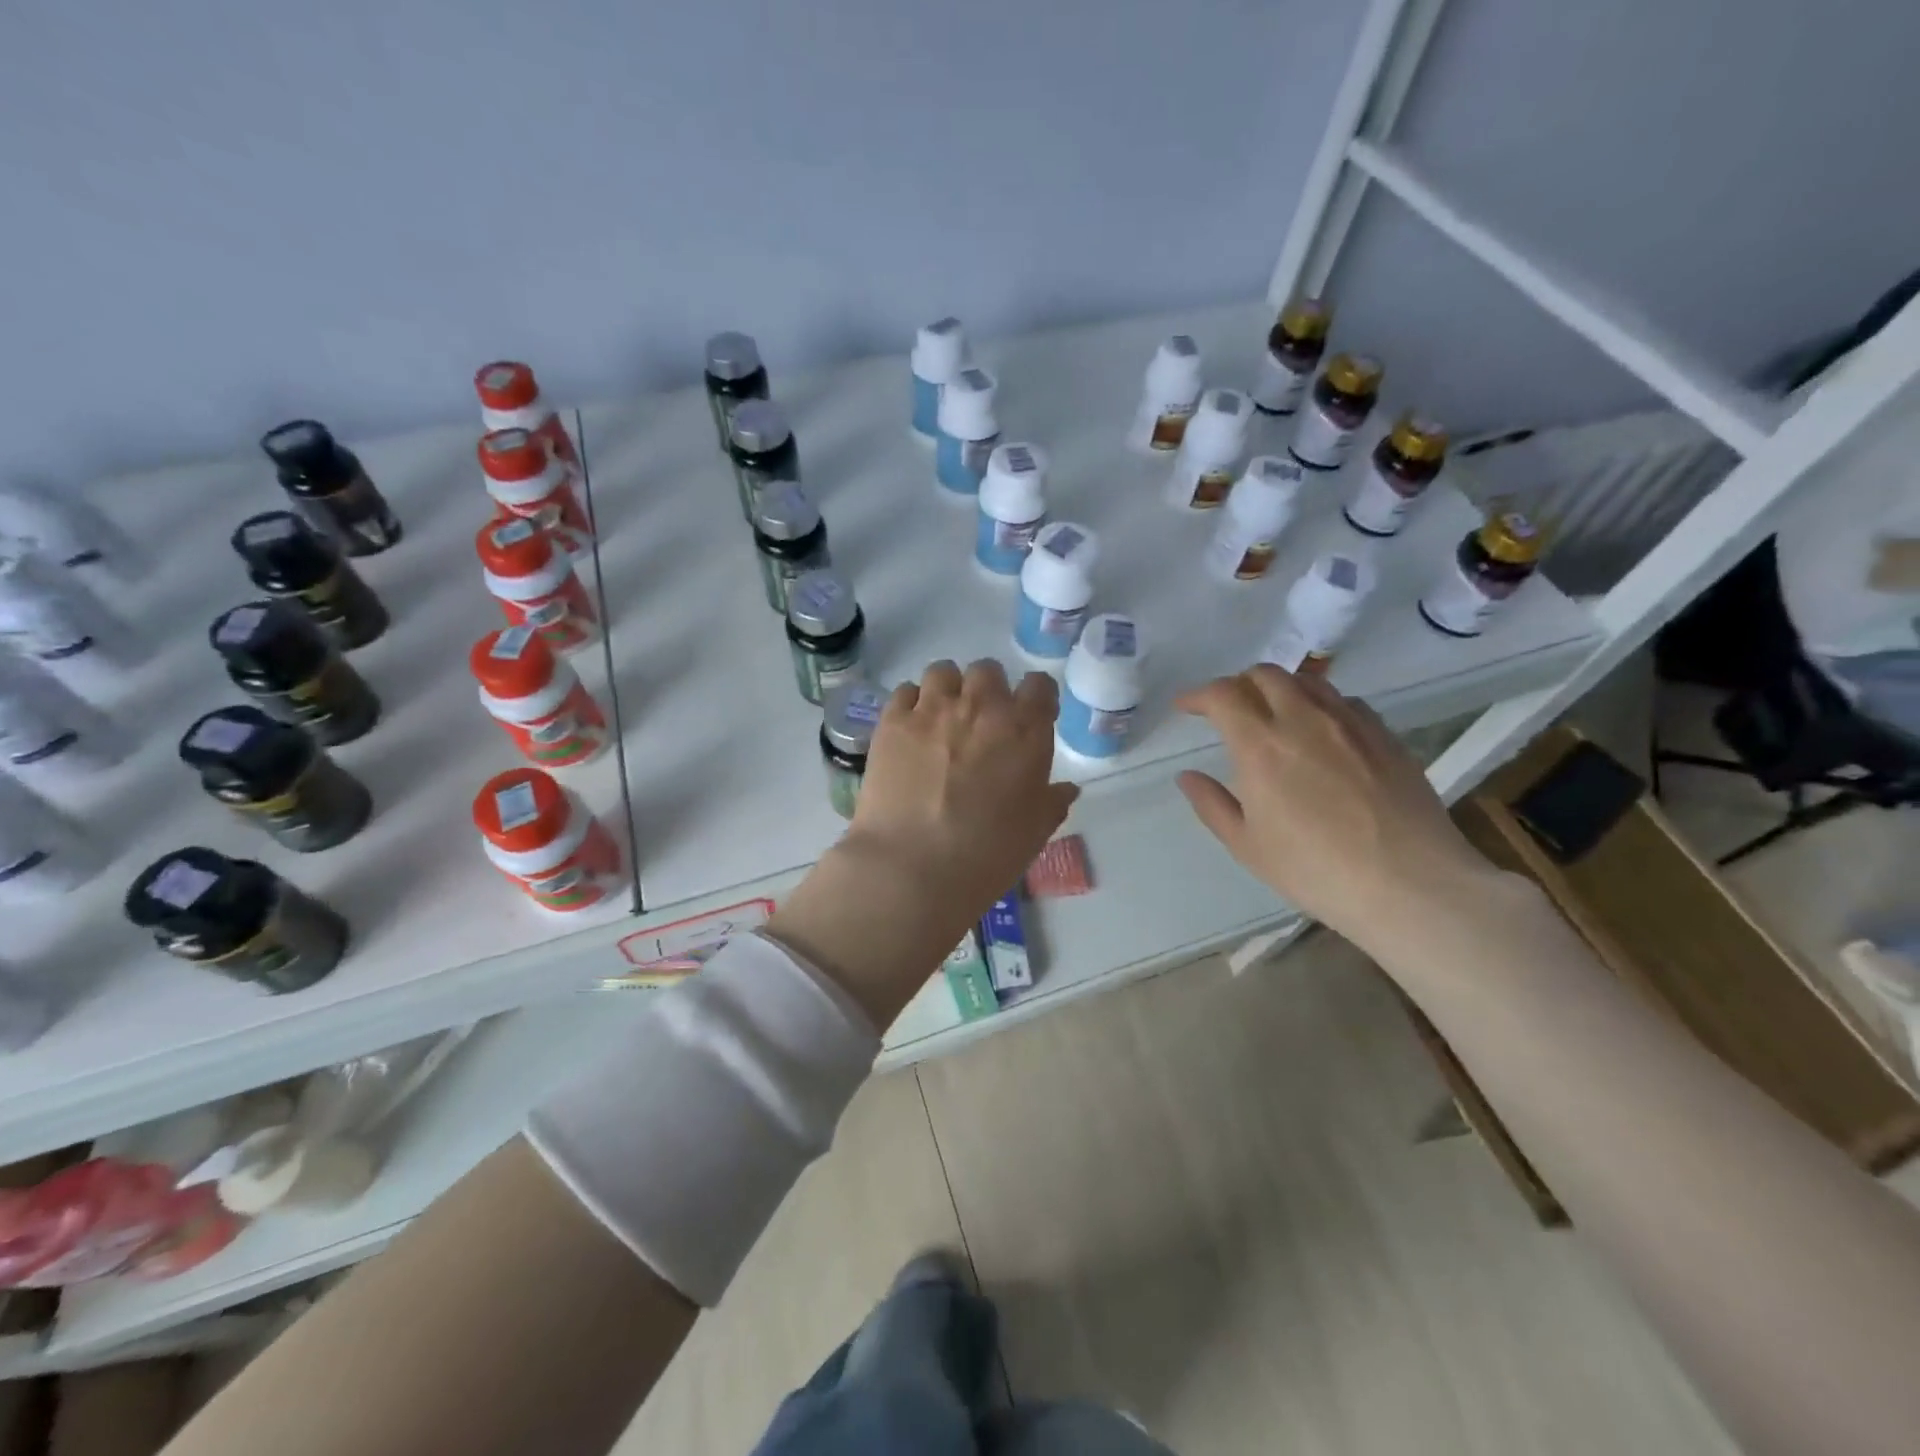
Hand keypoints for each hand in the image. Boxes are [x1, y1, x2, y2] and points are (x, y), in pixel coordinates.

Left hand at [768, 660, 1077, 1028]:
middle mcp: (982, 707)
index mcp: (1025, 730)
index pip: (1040, 686)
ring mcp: (933, 709)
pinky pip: (905, 691)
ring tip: (942, 720)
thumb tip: (1066, 788)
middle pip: (988, 671)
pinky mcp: (892, 721)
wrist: (913, 866)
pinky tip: (911, 731)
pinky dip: (912, 704)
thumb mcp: (1034, 833)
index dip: (1036, 699)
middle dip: (988, 690)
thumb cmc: (986, 854)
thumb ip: (1052, 802)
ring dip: (948, 690)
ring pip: (944, 672)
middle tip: (981, 723)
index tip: (1030, 718)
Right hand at [1174, 665, 1496, 957]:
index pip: (1222, 694)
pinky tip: (1321, 731)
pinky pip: (1344, 700)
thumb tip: (1188, 776)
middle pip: (1264, 674)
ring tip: (1272, 714)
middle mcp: (1303, 719)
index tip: (1185, 707)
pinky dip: (1319, 704)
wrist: (1410, 884)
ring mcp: (1349, 723)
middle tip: (1227, 709)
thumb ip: (1212, 804)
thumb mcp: (1247, 846)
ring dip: (1279, 688)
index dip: (1198, 695)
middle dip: (1237, 684)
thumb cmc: (1315, 870)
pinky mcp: (1384, 734)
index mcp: (1261, 745)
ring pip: (1307, 681)